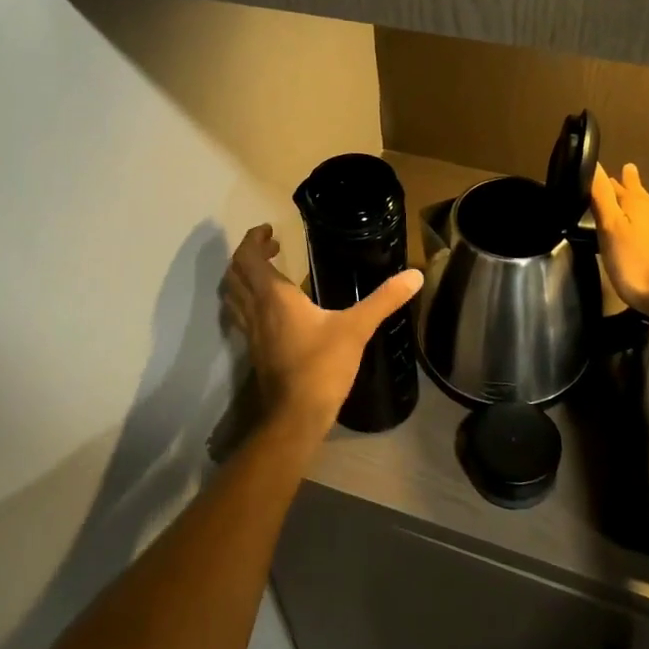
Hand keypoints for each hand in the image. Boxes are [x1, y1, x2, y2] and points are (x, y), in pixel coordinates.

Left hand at [223, 224, 423, 433]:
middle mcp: (256, 310)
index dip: (254, 240)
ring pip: (233, 296)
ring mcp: (251, 333)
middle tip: (271, 248)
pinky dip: (246, 302)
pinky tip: (270, 310)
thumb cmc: (322, 366)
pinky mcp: (255, 351)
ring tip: (266, 272)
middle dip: (247, 255)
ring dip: (242, 278)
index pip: (248, 258)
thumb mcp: (357, 328)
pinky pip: (241, 316)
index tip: (271, 231)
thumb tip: (415, 275)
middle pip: (235, 274)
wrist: (296, 416)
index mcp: (274, 297)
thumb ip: (384, 300)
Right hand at [590, 163, 648, 316]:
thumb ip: (602, 198)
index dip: (604, 179)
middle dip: (630, 182)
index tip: (597, 169)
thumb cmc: (638, 264)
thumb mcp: (611, 230)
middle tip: (628, 168)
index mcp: (634, 205)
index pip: (613, 186)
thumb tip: (594, 163)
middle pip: (639, 193)